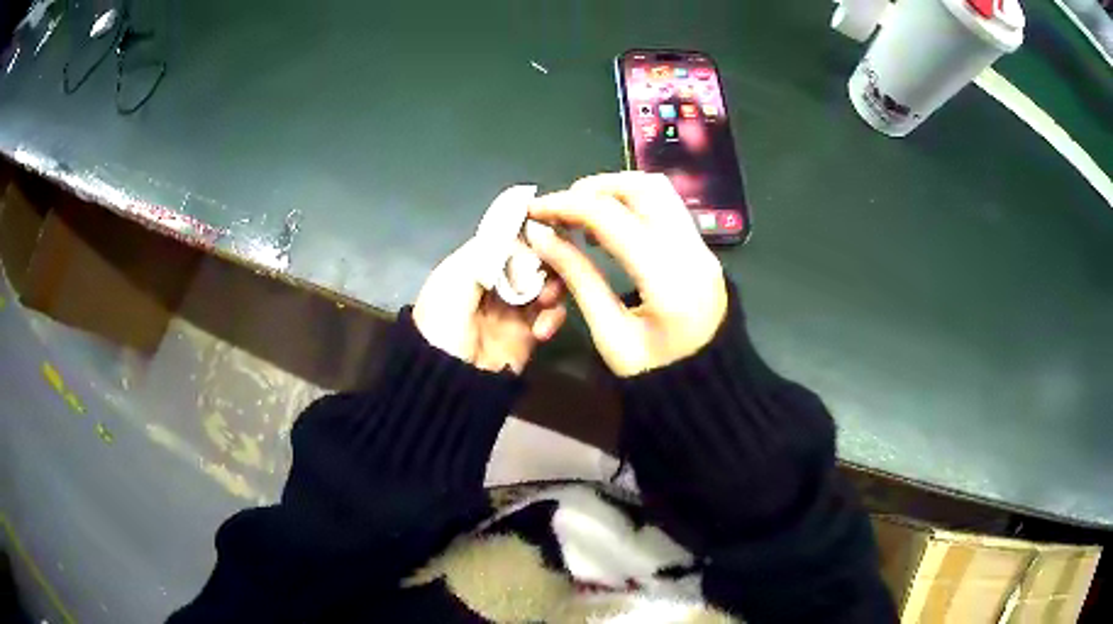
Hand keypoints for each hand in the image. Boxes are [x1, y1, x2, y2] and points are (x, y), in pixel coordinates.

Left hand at [413, 239, 566, 373]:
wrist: (447, 381)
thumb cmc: (443, 324)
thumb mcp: (453, 280)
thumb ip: (486, 254)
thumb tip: (522, 242)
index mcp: (471, 266)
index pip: (505, 240)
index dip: (525, 235)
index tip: (544, 234)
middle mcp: (494, 282)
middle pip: (531, 260)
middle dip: (544, 262)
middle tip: (550, 270)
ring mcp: (512, 308)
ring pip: (545, 284)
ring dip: (552, 287)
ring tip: (547, 299)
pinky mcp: (527, 333)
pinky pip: (551, 315)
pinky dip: (553, 316)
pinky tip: (542, 329)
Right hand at [527, 172, 726, 376]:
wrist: (707, 391)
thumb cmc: (655, 377)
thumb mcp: (610, 335)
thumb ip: (578, 278)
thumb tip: (542, 237)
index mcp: (668, 280)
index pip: (611, 217)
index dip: (566, 206)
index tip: (534, 210)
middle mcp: (692, 252)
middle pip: (643, 187)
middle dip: (595, 188)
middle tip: (563, 210)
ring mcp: (703, 249)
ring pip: (659, 190)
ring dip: (616, 192)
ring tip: (585, 219)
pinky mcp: (702, 251)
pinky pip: (667, 209)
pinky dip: (633, 206)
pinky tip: (611, 230)